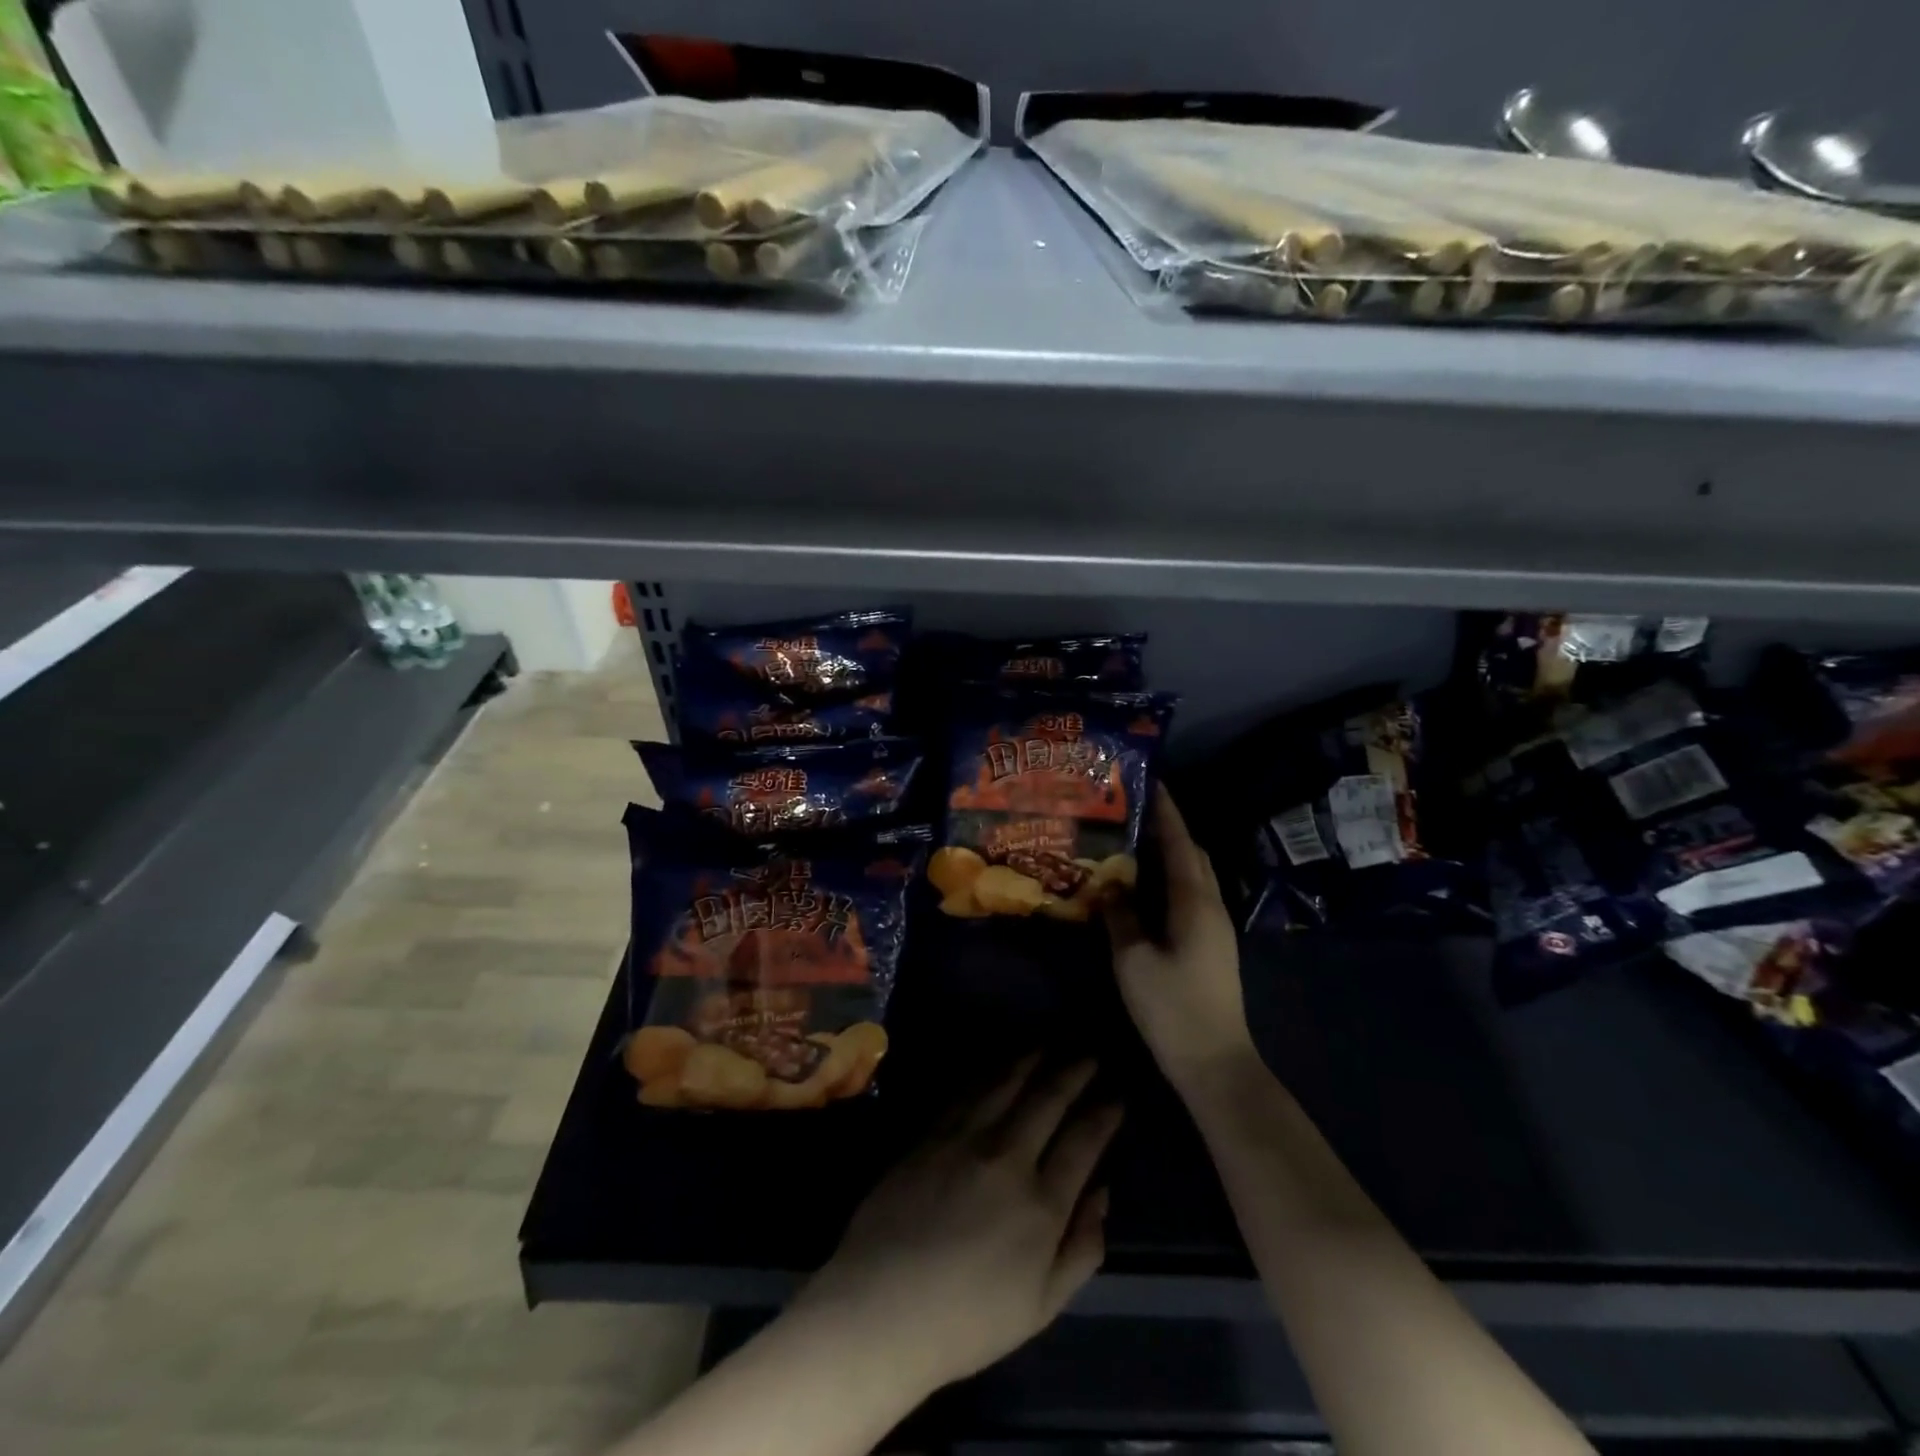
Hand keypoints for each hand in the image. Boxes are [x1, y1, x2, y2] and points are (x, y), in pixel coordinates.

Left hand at [793, 1058, 1121, 1391]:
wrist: (882, 1307)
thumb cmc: (969, 1320)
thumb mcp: (1042, 1305)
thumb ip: (1082, 1247)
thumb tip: (1103, 1191)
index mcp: (1042, 1203)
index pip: (1084, 1140)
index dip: (1104, 1113)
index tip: (1117, 1095)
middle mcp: (1007, 1157)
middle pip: (1049, 1098)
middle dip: (1075, 1071)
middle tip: (1090, 1054)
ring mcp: (965, 1139)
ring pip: (1008, 1084)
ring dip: (1033, 1061)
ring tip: (1050, 1046)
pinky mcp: (931, 1133)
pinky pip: (968, 1091)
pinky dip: (991, 1072)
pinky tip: (1000, 1066)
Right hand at [1105, 784, 1256, 1092]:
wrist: (1214, 1062)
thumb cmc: (1172, 1008)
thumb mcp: (1133, 960)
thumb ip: (1120, 917)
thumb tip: (1108, 886)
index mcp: (1194, 902)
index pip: (1180, 842)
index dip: (1166, 811)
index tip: (1150, 781)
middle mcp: (1211, 905)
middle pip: (1192, 853)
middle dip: (1168, 827)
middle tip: (1132, 811)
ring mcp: (1215, 926)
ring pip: (1193, 874)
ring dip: (1169, 853)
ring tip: (1133, 841)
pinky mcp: (1211, 943)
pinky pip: (1191, 894)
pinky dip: (1170, 878)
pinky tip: (1144, 887)